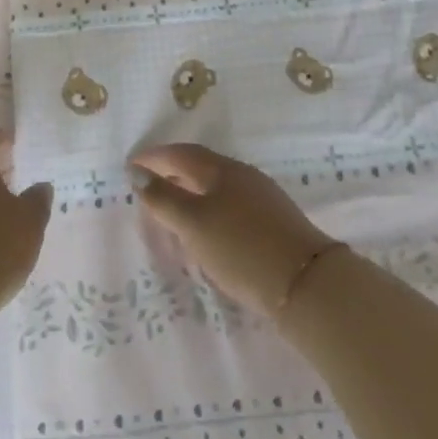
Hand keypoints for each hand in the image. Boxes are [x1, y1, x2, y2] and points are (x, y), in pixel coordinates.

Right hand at [131, 143, 335, 315]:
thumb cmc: (241, 248)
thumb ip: (163, 198)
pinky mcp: (273, 222)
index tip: (131, 166)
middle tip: (147, 189)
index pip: (180, 154)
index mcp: (220, 169)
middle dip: (171, 174)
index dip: (153, 158)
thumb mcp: (193, 224)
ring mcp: (261, 197)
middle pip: (199, 167)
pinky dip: (209, 211)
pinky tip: (207, 233)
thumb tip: (137, 172)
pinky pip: (230, 205)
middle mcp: (242, 175)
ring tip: (173, 213)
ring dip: (190, 194)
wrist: (307, 284)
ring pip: (216, 187)